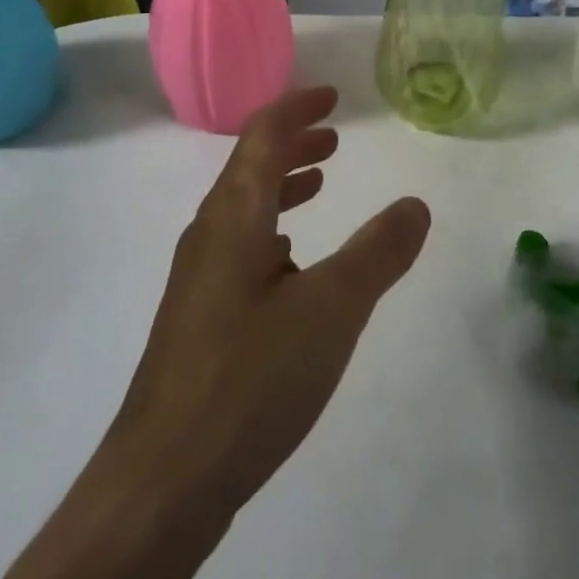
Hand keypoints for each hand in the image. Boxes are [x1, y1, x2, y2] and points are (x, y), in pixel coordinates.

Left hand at [103, 86, 430, 515]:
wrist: (163, 481)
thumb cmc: (249, 378)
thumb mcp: (331, 309)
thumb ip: (378, 253)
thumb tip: (415, 205)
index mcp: (235, 215)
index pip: (263, 135)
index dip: (297, 108)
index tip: (332, 96)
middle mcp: (210, 234)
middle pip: (250, 166)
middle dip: (293, 144)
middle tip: (334, 139)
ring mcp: (199, 278)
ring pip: (245, 209)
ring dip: (283, 186)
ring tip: (320, 186)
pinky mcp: (198, 318)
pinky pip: (240, 248)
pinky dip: (273, 232)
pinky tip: (293, 265)